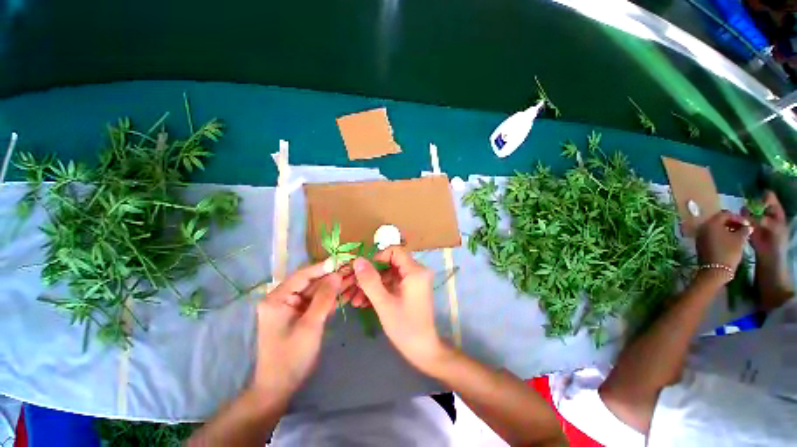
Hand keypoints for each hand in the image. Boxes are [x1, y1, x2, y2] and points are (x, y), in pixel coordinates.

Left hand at [251, 263, 341, 397]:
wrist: (279, 387)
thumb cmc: (292, 357)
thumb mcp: (310, 325)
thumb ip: (324, 297)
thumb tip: (337, 274)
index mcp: (277, 298)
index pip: (303, 275)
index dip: (323, 267)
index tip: (343, 261)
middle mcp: (282, 298)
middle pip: (311, 282)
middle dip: (332, 278)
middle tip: (352, 271)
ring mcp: (291, 307)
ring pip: (315, 291)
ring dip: (333, 287)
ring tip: (353, 279)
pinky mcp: (298, 315)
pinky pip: (316, 302)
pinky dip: (330, 299)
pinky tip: (345, 293)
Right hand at [349, 247, 447, 373]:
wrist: (423, 350)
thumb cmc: (405, 327)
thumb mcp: (384, 303)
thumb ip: (370, 280)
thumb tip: (358, 260)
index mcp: (415, 271)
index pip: (394, 251)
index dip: (377, 258)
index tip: (363, 271)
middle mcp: (417, 272)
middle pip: (390, 263)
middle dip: (371, 274)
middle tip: (354, 286)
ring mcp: (414, 281)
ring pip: (389, 274)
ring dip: (373, 284)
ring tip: (356, 299)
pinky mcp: (411, 289)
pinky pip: (393, 283)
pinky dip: (380, 290)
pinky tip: (365, 302)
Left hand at [696, 210, 751, 277]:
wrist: (715, 270)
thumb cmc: (728, 252)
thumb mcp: (739, 239)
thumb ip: (744, 230)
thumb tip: (748, 226)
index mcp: (711, 223)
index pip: (725, 214)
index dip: (737, 217)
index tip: (747, 223)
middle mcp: (702, 227)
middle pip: (718, 220)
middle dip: (732, 223)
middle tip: (743, 228)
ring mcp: (700, 236)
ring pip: (715, 228)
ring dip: (727, 229)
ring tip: (739, 234)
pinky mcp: (700, 243)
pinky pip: (711, 235)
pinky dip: (721, 235)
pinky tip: (730, 240)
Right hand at [742, 190, 788, 268]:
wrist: (769, 260)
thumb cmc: (776, 245)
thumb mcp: (776, 232)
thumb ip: (766, 222)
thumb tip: (755, 216)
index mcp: (776, 213)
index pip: (770, 199)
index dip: (764, 196)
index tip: (756, 195)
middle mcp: (766, 215)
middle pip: (758, 204)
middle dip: (751, 203)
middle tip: (744, 205)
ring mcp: (757, 221)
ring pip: (749, 211)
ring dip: (744, 211)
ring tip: (738, 213)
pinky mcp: (748, 228)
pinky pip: (743, 220)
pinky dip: (739, 219)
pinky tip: (734, 220)